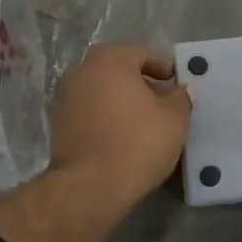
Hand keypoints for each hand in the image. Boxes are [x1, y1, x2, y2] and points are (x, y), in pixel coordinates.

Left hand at [47, 44, 192, 207]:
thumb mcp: (173, 120)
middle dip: (142, 82)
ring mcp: (65, 96)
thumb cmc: (137, 144)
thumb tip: (183, 89)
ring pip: (103, 89)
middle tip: (163, 101)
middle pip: (119, 69)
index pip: (142, 54)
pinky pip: (90, 109)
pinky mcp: (58, 123)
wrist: (90, 187)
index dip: (164, 67)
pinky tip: (123, 134)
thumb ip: (181, 98)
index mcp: (110, 60)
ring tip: (145, 120)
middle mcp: (82, 70)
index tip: (178, 83)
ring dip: (123, 99)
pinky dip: (107, 115)